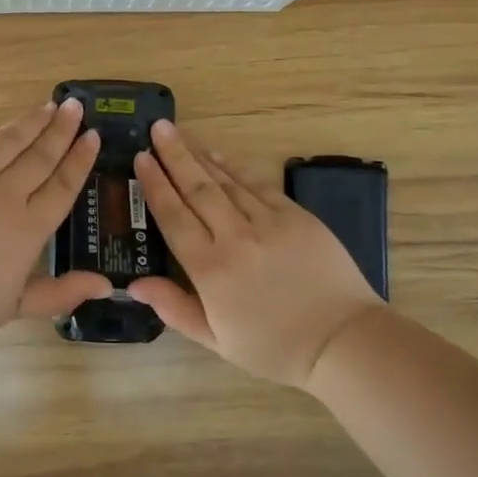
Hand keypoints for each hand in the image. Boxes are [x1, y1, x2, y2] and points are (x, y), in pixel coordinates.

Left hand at [0, 99, 111, 351]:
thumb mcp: (14, 307)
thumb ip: (61, 293)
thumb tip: (105, 284)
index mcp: (27, 229)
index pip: (62, 185)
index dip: (80, 159)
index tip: (93, 136)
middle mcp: (3, 195)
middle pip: (39, 155)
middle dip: (61, 129)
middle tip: (76, 107)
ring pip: (7, 141)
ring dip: (30, 121)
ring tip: (47, 106)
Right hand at [130, 121, 381, 388]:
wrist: (342, 341)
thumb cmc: (274, 347)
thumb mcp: (216, 340)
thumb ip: (174, 308)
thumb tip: (135, 283)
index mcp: (210, 270)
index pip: (173, 217)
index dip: (155, 185)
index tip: (140, 158)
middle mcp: (234, 238)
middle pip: (197, 189)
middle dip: (174, 156)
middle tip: (157, 128)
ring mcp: (268, 223)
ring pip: (226, 181)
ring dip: (200, 155)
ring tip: (181, 133)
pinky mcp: (296, 216)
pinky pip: (258, 185)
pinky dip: (236, 168)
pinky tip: (220, 156)